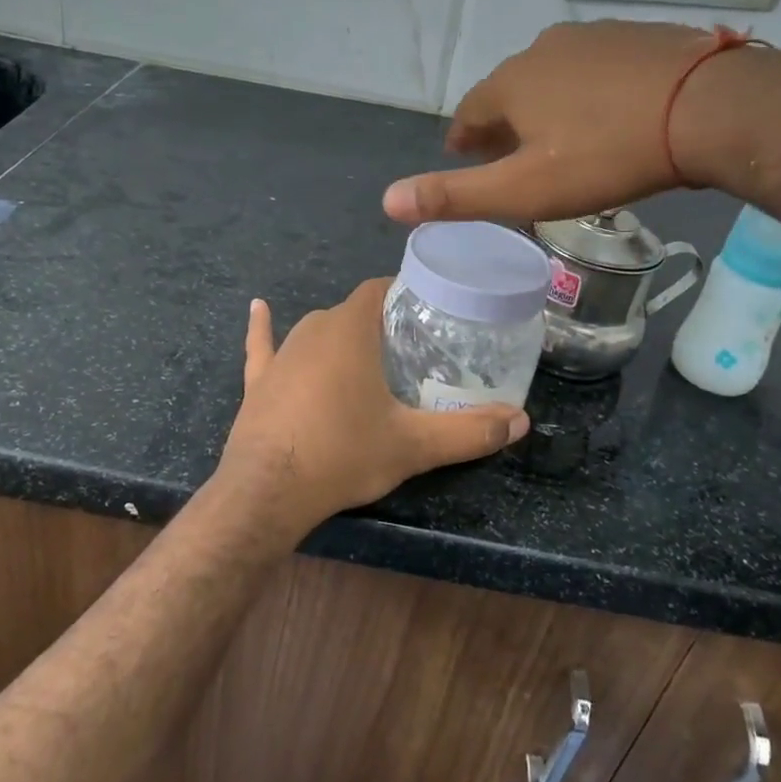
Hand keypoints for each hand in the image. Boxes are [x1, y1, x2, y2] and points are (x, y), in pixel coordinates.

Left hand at [215, 280, 527, 540]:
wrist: (267, 492)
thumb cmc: (343, 453)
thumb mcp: (414, 445)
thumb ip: (469, 431)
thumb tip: (522, 420)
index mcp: (351, 328)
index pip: (382, 289)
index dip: (406, 295)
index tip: (430, 316)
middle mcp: (314, 328)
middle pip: (354, 312)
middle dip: (381, 325)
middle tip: (412, 351)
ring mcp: (282, 353)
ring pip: (318, 330)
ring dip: (342, 338)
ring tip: (370, 358)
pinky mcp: (258, 380)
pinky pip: (264, 346)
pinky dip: (264, 330)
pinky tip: (259, 308)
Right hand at [381, 20, 755, 224]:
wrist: (708, 107)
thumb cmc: (606, 155)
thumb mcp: (524, 189)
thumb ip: (455, 196)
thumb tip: (387, 200)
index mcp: (510, 84)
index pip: (469, 114)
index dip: (464, 141)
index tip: (467, 160)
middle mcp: (541, 49)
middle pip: (510, 92)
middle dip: (504, 125)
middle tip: (513, 157)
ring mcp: (592, 37)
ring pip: (553, 77)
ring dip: (547, 105)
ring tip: (561, 138)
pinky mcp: (636, 35)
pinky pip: (596, 68)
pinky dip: (589, 91)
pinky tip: (609, 112)